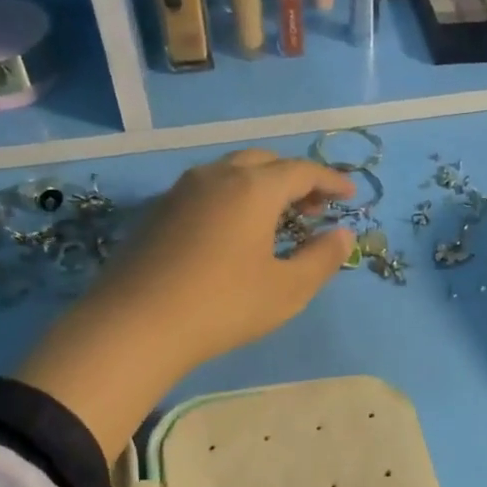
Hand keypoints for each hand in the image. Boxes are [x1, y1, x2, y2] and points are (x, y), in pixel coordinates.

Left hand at [16, 150, 355, 458]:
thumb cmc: (224, 305)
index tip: (349, 194)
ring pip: (232, 172)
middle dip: (295, 178)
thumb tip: (342, 234)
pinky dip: (233, 198)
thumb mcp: (288, 289)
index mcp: (253, 188)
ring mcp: (181, 191)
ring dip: (262, 186)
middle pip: (265, 161)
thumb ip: (322, 258)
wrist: (137, 324)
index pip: (302, 170)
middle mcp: (216, 176)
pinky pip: (207, 190)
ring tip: (278, 218)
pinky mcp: (158, 212)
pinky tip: (235, 231)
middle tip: (314, 207)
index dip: (330, 180)